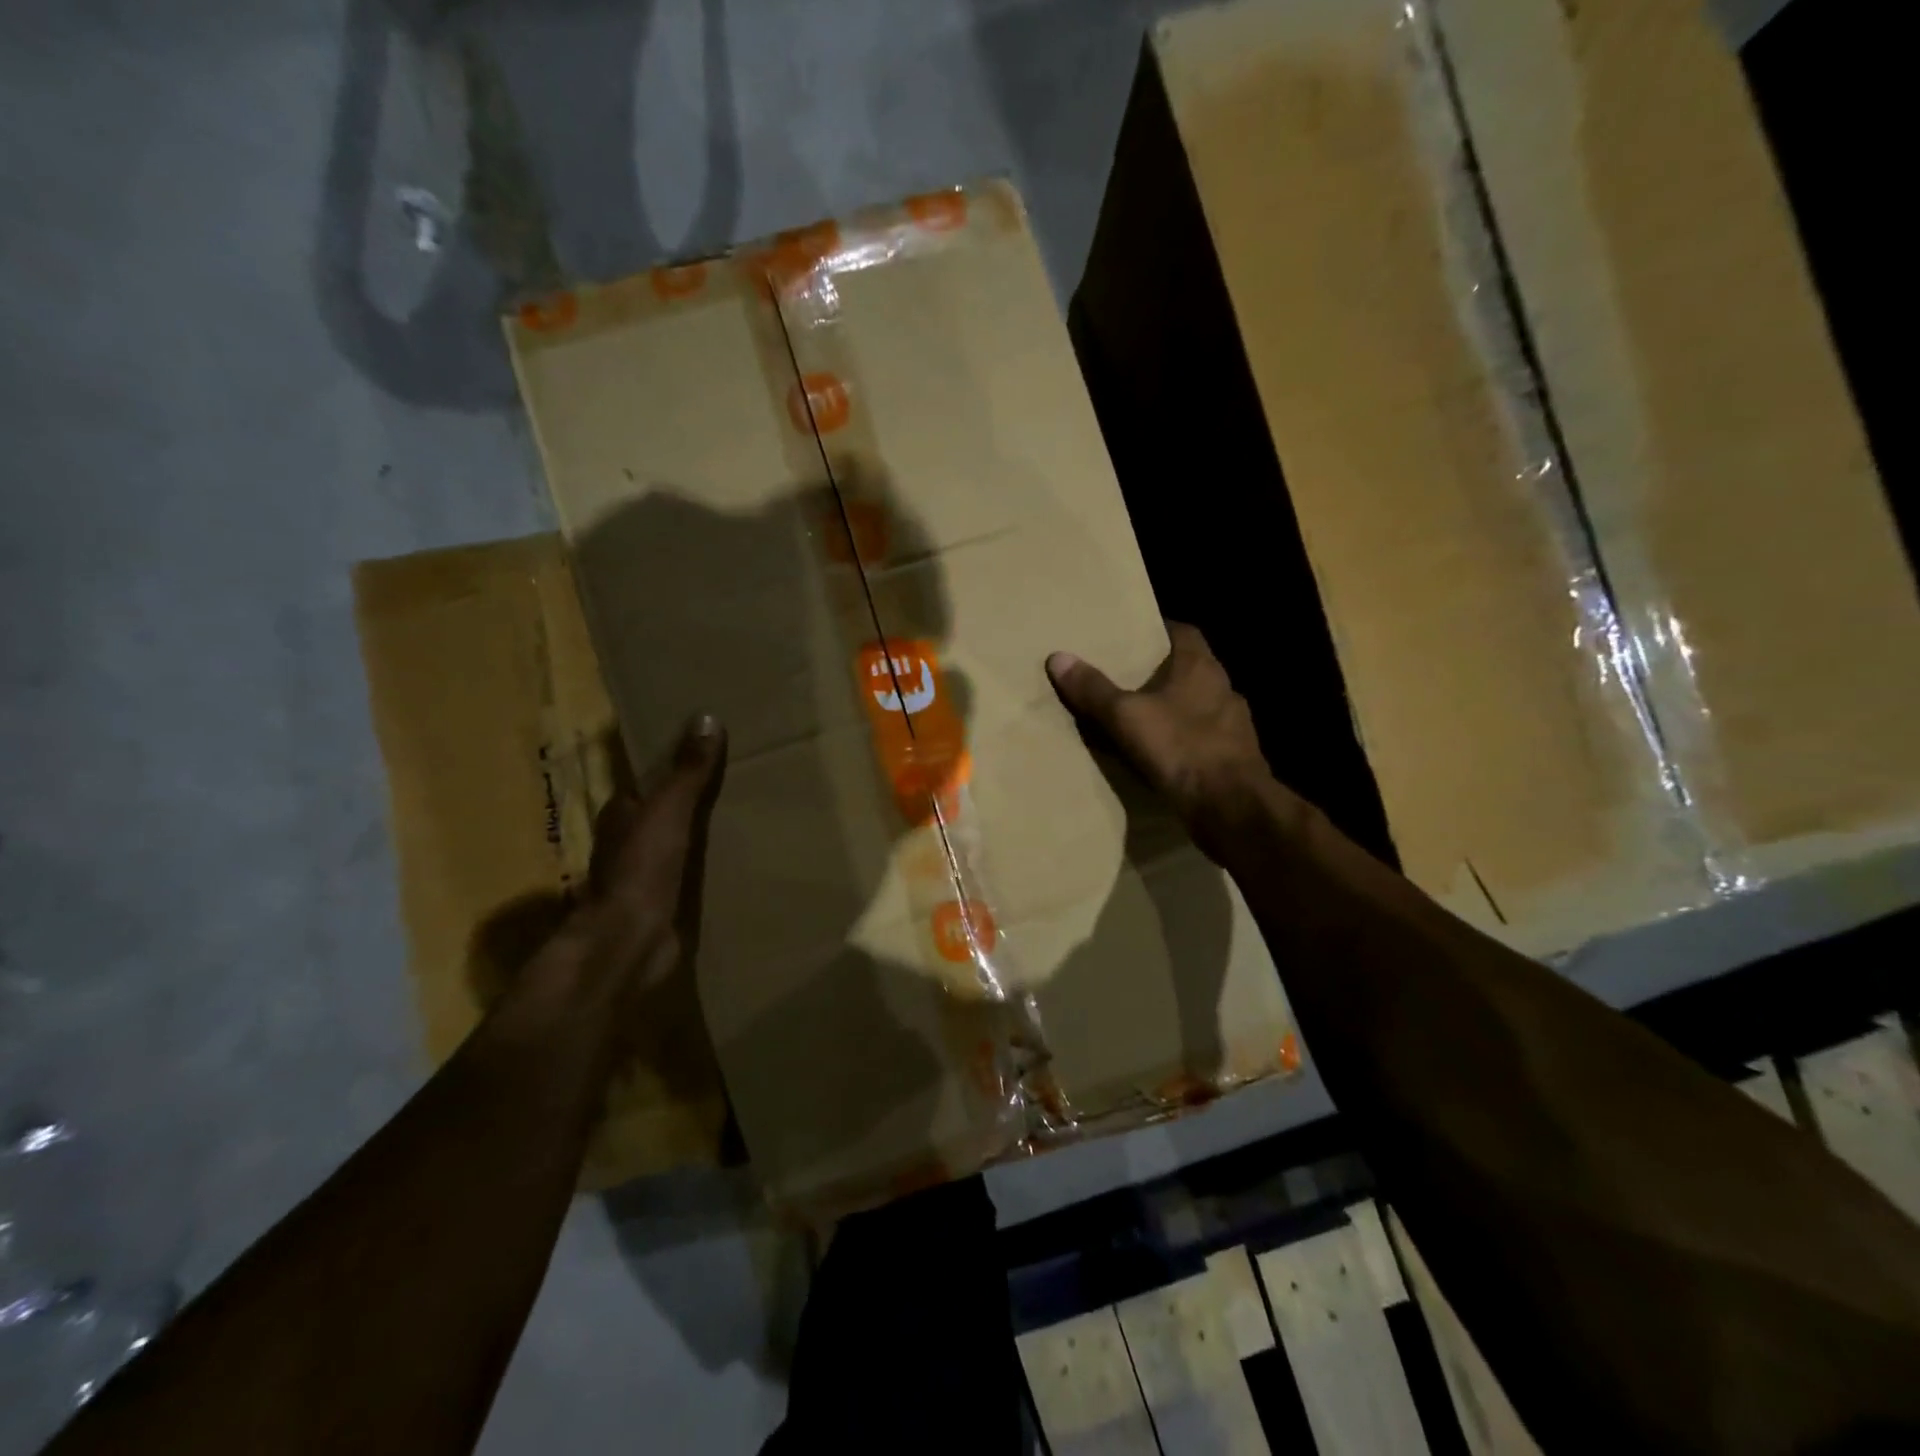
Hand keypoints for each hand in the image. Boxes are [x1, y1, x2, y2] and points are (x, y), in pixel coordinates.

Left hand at [533, 715, 727, 1028]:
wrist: (632, 940)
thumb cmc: (643, 868)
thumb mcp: (669, 809)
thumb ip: (688, 769)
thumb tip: (707, 717)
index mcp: (622, 813)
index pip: (646, 779)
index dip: (673, 763)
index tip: (708, 746)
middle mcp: (629, 841)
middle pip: (664, 810)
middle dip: (693, 796)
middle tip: (739, 776)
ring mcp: (646, 874)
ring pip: (679, 841)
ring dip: (703, 831)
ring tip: (747, 812)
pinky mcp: (665, 902)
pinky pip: (692, 872)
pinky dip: (710, 862)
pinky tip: (739, 857)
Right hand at [1047, 623, 1288, 857]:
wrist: (1232, 807)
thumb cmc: (1181, 748)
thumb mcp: (1126, 717)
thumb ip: (1094, 689)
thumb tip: (1058, 657)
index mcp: (1201, 667)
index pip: (1184, 632)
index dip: (1159, 630)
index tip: (1134, 635)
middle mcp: (1223, 689)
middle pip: (1191, 669)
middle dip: (1162, 672)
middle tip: (1127, 677)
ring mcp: (1235, 726)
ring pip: (1199, 706)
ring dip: (1175, 709)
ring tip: (1141, 717)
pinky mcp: (1236, 758)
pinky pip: (1204, 740)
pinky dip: (1184, 742)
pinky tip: (1163, 755)